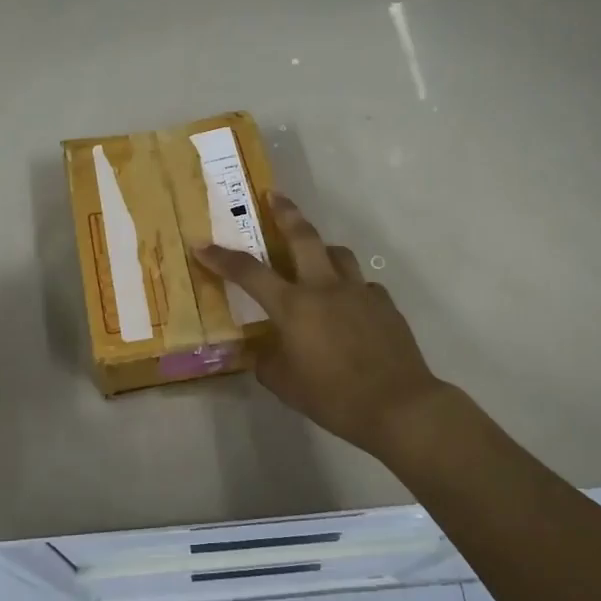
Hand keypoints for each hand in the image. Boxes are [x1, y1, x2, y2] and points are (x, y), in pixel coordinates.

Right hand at [195, 192, 448, 460]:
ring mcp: (358, 292)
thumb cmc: (333, 396)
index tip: (202, 244)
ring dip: (321, 248)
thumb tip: (265, 348)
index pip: (249, 272)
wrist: (398, 405)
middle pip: (303, 236)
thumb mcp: (284, 384)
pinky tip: (348, 306)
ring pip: (338, 253)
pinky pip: (362, 284)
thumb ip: (267, 360)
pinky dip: (349, 286)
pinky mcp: (384, 304)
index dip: (222, 257)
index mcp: (294, 305)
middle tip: (274, 195)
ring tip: (314, 255)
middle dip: (285, 212)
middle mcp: (324, 287)